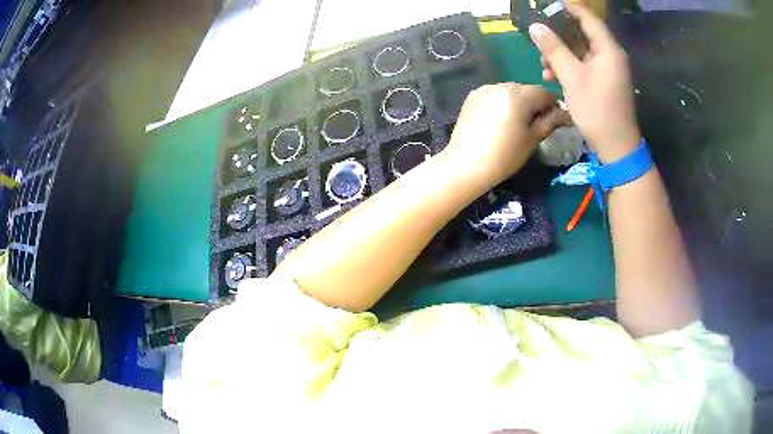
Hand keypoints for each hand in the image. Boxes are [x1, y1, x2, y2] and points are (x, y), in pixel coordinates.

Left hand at [443, 83, 568, 186]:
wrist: (466, 164)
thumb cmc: (505, 155)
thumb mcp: (532, 139)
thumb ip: (550, 122)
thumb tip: (566, 114)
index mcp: (518, 94)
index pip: (544, 93)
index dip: (553, 106)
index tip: (555, 120)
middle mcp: (500, 85)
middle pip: (526, 90)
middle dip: (534, 104)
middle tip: (535, 125)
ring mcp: (484, 90)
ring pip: (509, 92)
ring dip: (517, 103)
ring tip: (515, 124)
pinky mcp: (472, 97)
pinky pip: (494, 96)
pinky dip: (501, 104)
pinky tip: (499, 122)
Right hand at [529, 5, 640, 162]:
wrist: (617, 148)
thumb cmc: (597, 110)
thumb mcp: (572, 77)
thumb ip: (554, 49)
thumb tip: (535, 26)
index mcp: (608, 51)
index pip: (589, 19)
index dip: (570, 9)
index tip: (551, 5)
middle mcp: (611, 57)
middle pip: (583, 34)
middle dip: (560, 35)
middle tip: (540, 39)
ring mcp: (609, 71)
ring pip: (582, 51)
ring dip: (561, 54)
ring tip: (544, 64)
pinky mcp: (605, 83)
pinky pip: (585, 66)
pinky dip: (569, 67)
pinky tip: (554, 76)